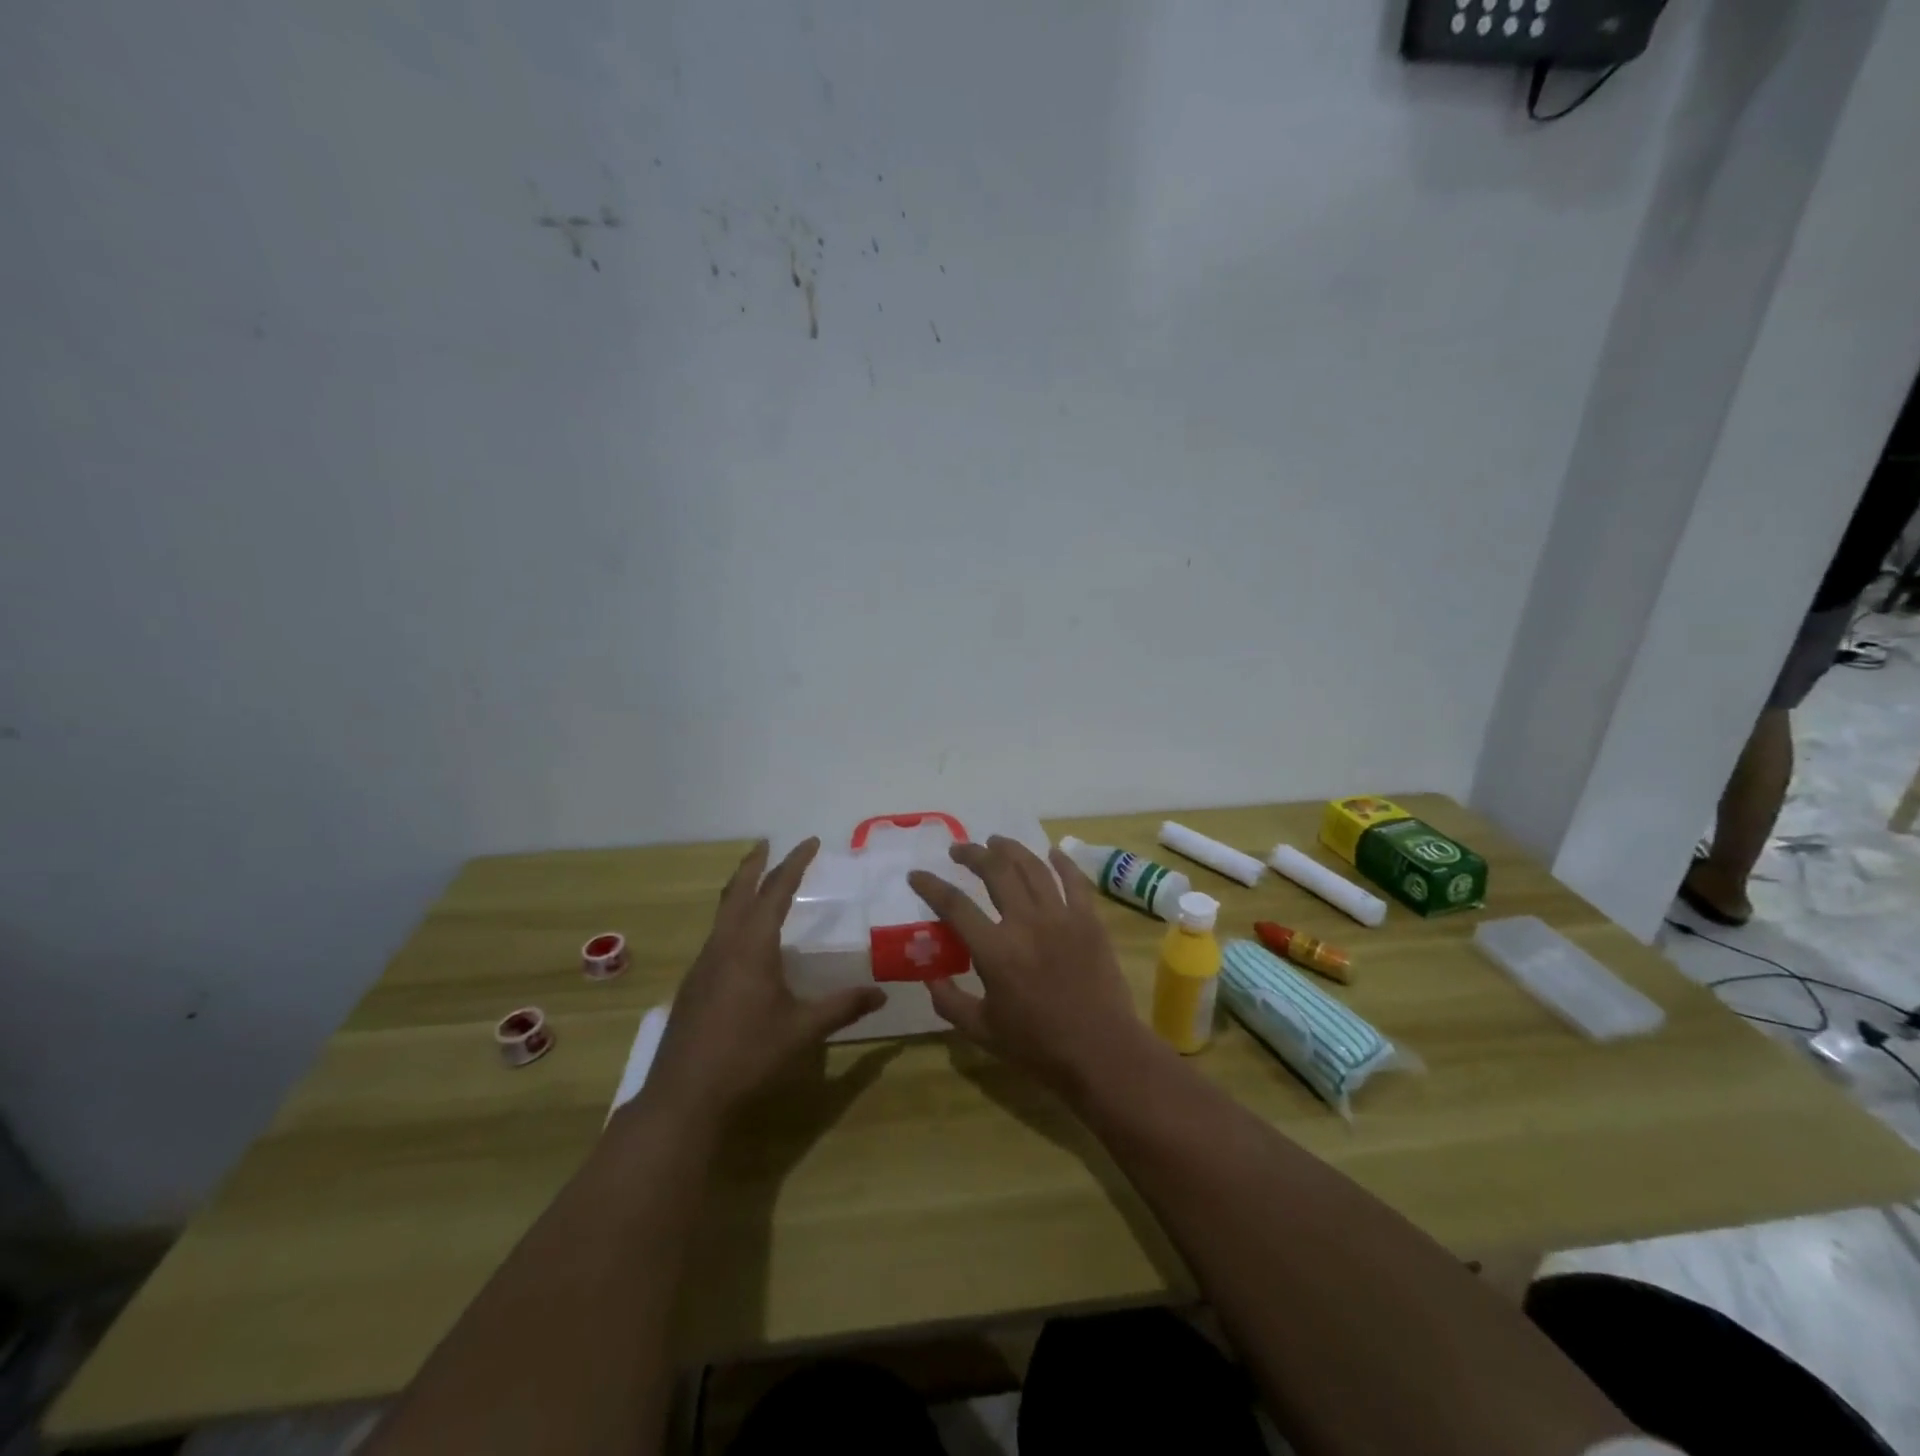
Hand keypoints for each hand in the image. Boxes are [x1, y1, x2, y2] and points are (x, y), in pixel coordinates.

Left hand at [645, 839, 885, 1120]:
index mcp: (752, 945)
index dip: (795, 863)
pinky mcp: (693, 984)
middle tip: (768, 844)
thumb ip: (842, 1007)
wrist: (684, 1097)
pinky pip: (716, 934)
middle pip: (739, 891)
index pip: (776, 891)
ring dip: (740, 889)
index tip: (810, 842)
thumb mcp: (802, 1030)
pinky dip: (732, 918)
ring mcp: (703, 963)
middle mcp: (724, 944)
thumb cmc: (748, 1056)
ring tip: (757, 882)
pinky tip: (742, 940)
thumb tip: (880, 994)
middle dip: (755, 864)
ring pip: (723, 912)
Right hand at [909, 838, 1149, 1094]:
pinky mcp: (1089, 920)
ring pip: (1033, 867)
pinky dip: (1062, 862)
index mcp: (995, 951)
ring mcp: (1061, 917)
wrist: (1101, 1052)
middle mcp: (1026, 923)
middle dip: (972, 854)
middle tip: (959, 850)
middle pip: (995, 871)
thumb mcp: (982, 1031)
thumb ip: (950, 1002)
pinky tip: (1051, 853)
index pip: (954, 905)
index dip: (931, 886)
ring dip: (1011, 849)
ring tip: (996, 842)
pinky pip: (1075, 880)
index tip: (917, 875)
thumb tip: (930, 978)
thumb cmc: (1039, 1046)